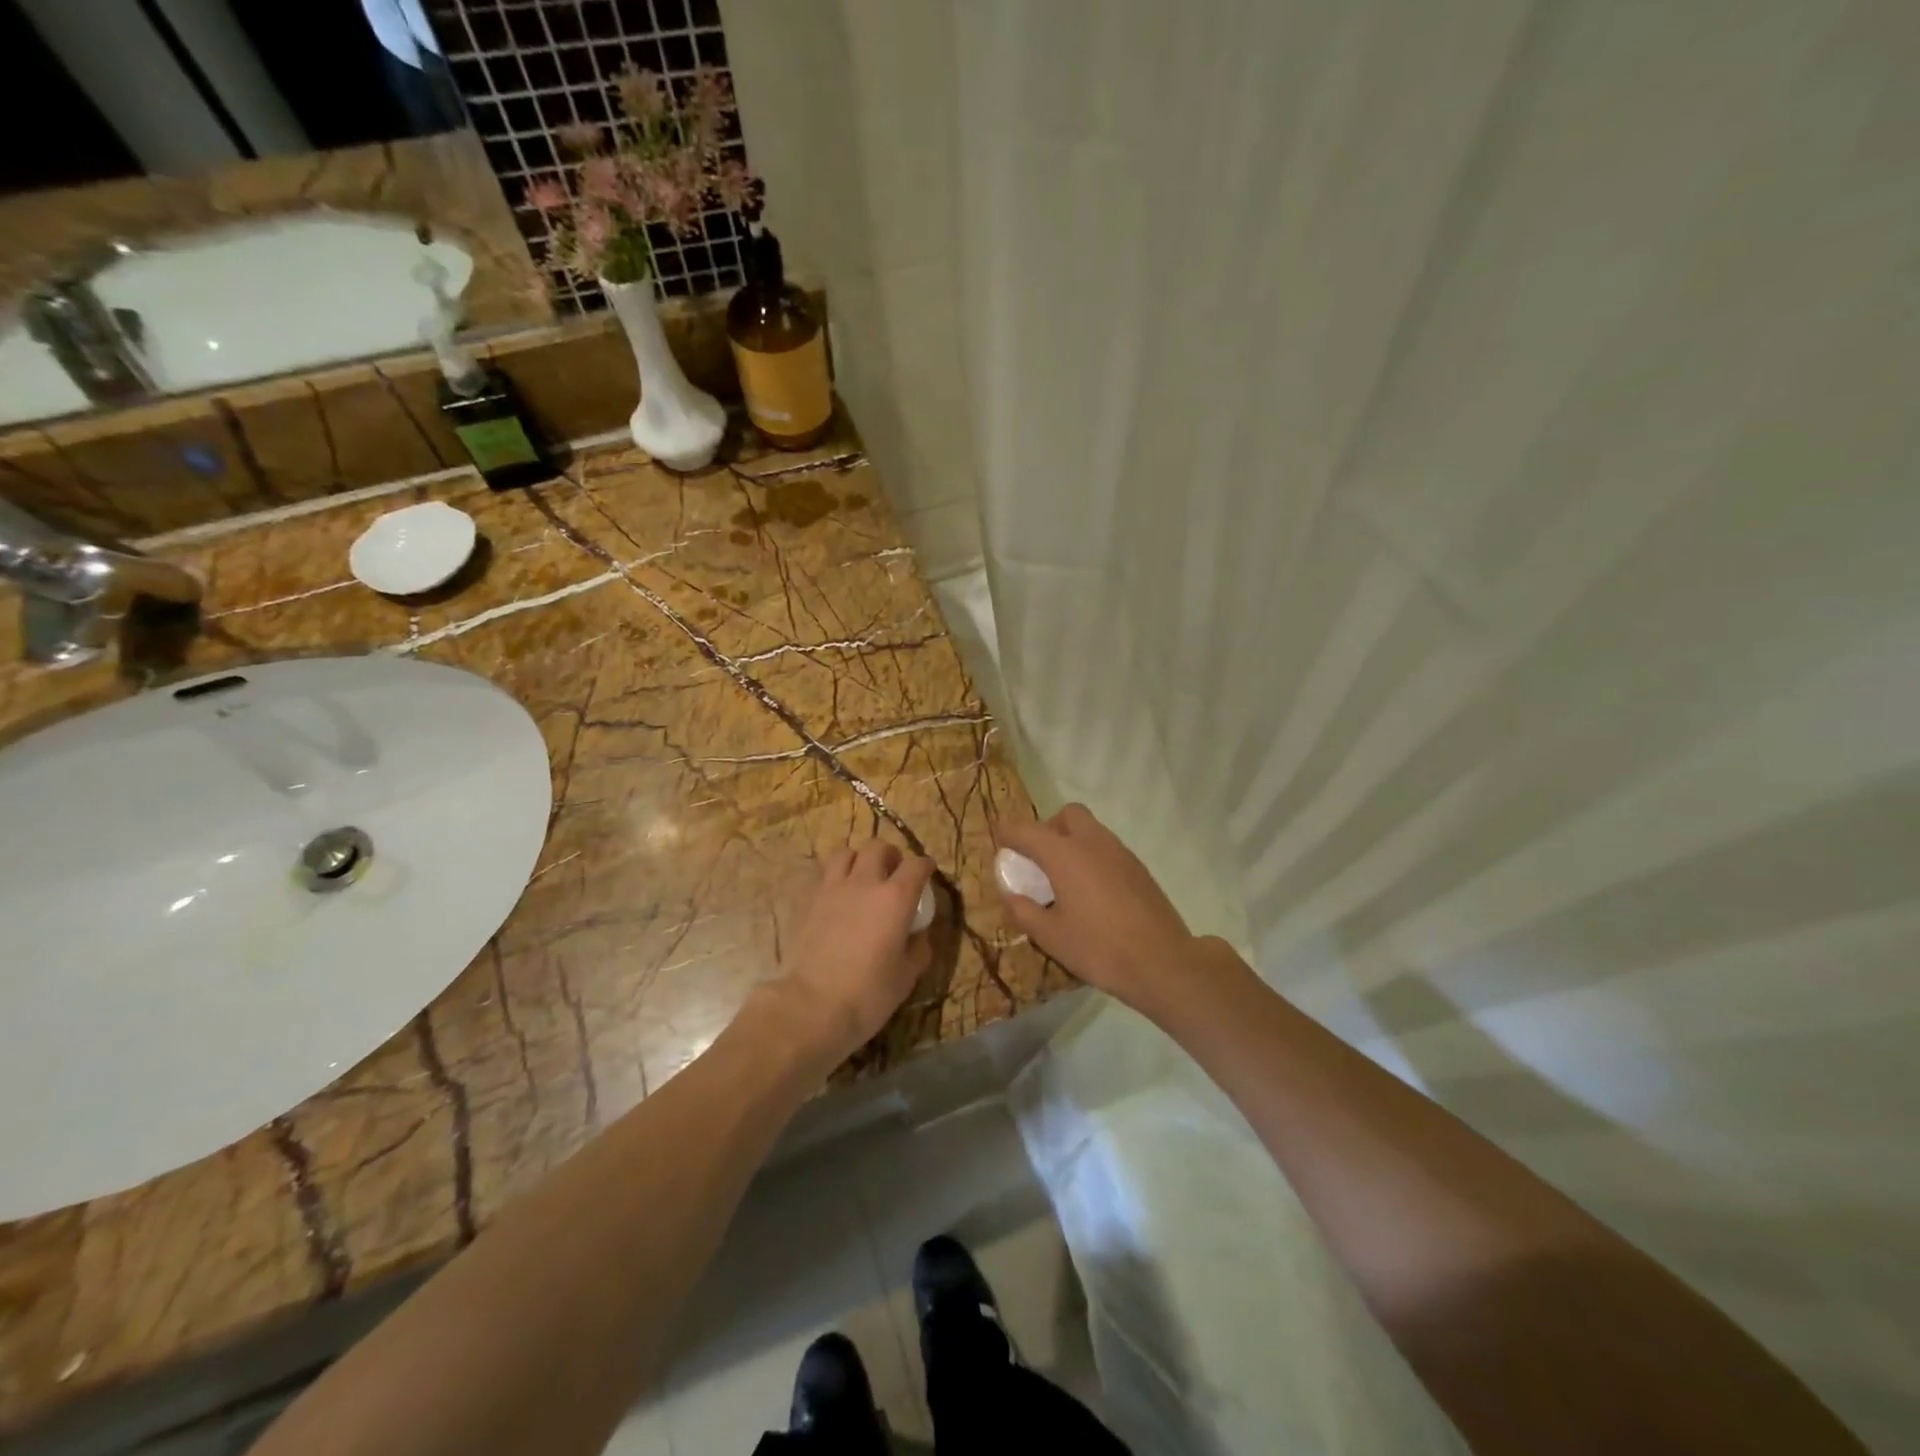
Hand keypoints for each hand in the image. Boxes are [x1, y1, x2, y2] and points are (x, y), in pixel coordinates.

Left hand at [776, 840, 934, 1061]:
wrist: (811, 1006)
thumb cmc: (867, 994)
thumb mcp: (906, 977)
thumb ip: (918, 949)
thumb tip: (918, 934)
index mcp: (895, 898)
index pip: (916, 865)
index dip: (925, 866)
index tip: (927, 874)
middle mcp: (864, 883)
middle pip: (878, 847)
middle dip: (890, 855)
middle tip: (894, 873)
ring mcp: (832, 889)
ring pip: (846, 853)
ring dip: (859, 860)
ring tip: (863, 878)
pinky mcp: (809, 902)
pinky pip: (825, 876)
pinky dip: (836, 878)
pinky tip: (840, 898)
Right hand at [995, 804, 1199, 1015]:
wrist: (1162, 961)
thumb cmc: (1099, 948)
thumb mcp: (1051, 936)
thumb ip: (1023, 910)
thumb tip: (1009, 894)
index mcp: (1064, 854)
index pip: (1026, 830)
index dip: (1008, 833)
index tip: (999, 840)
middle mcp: (1092, 843)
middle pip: (1067, 815)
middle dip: (1048, 828)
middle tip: (1039, 859)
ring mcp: (1120, 852)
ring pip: (1091, 829)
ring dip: (1072, 841)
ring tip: (1064, 878)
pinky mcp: (1138, 868)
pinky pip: (1107, 848)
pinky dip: (1092, 857)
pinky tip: (1091, 892)